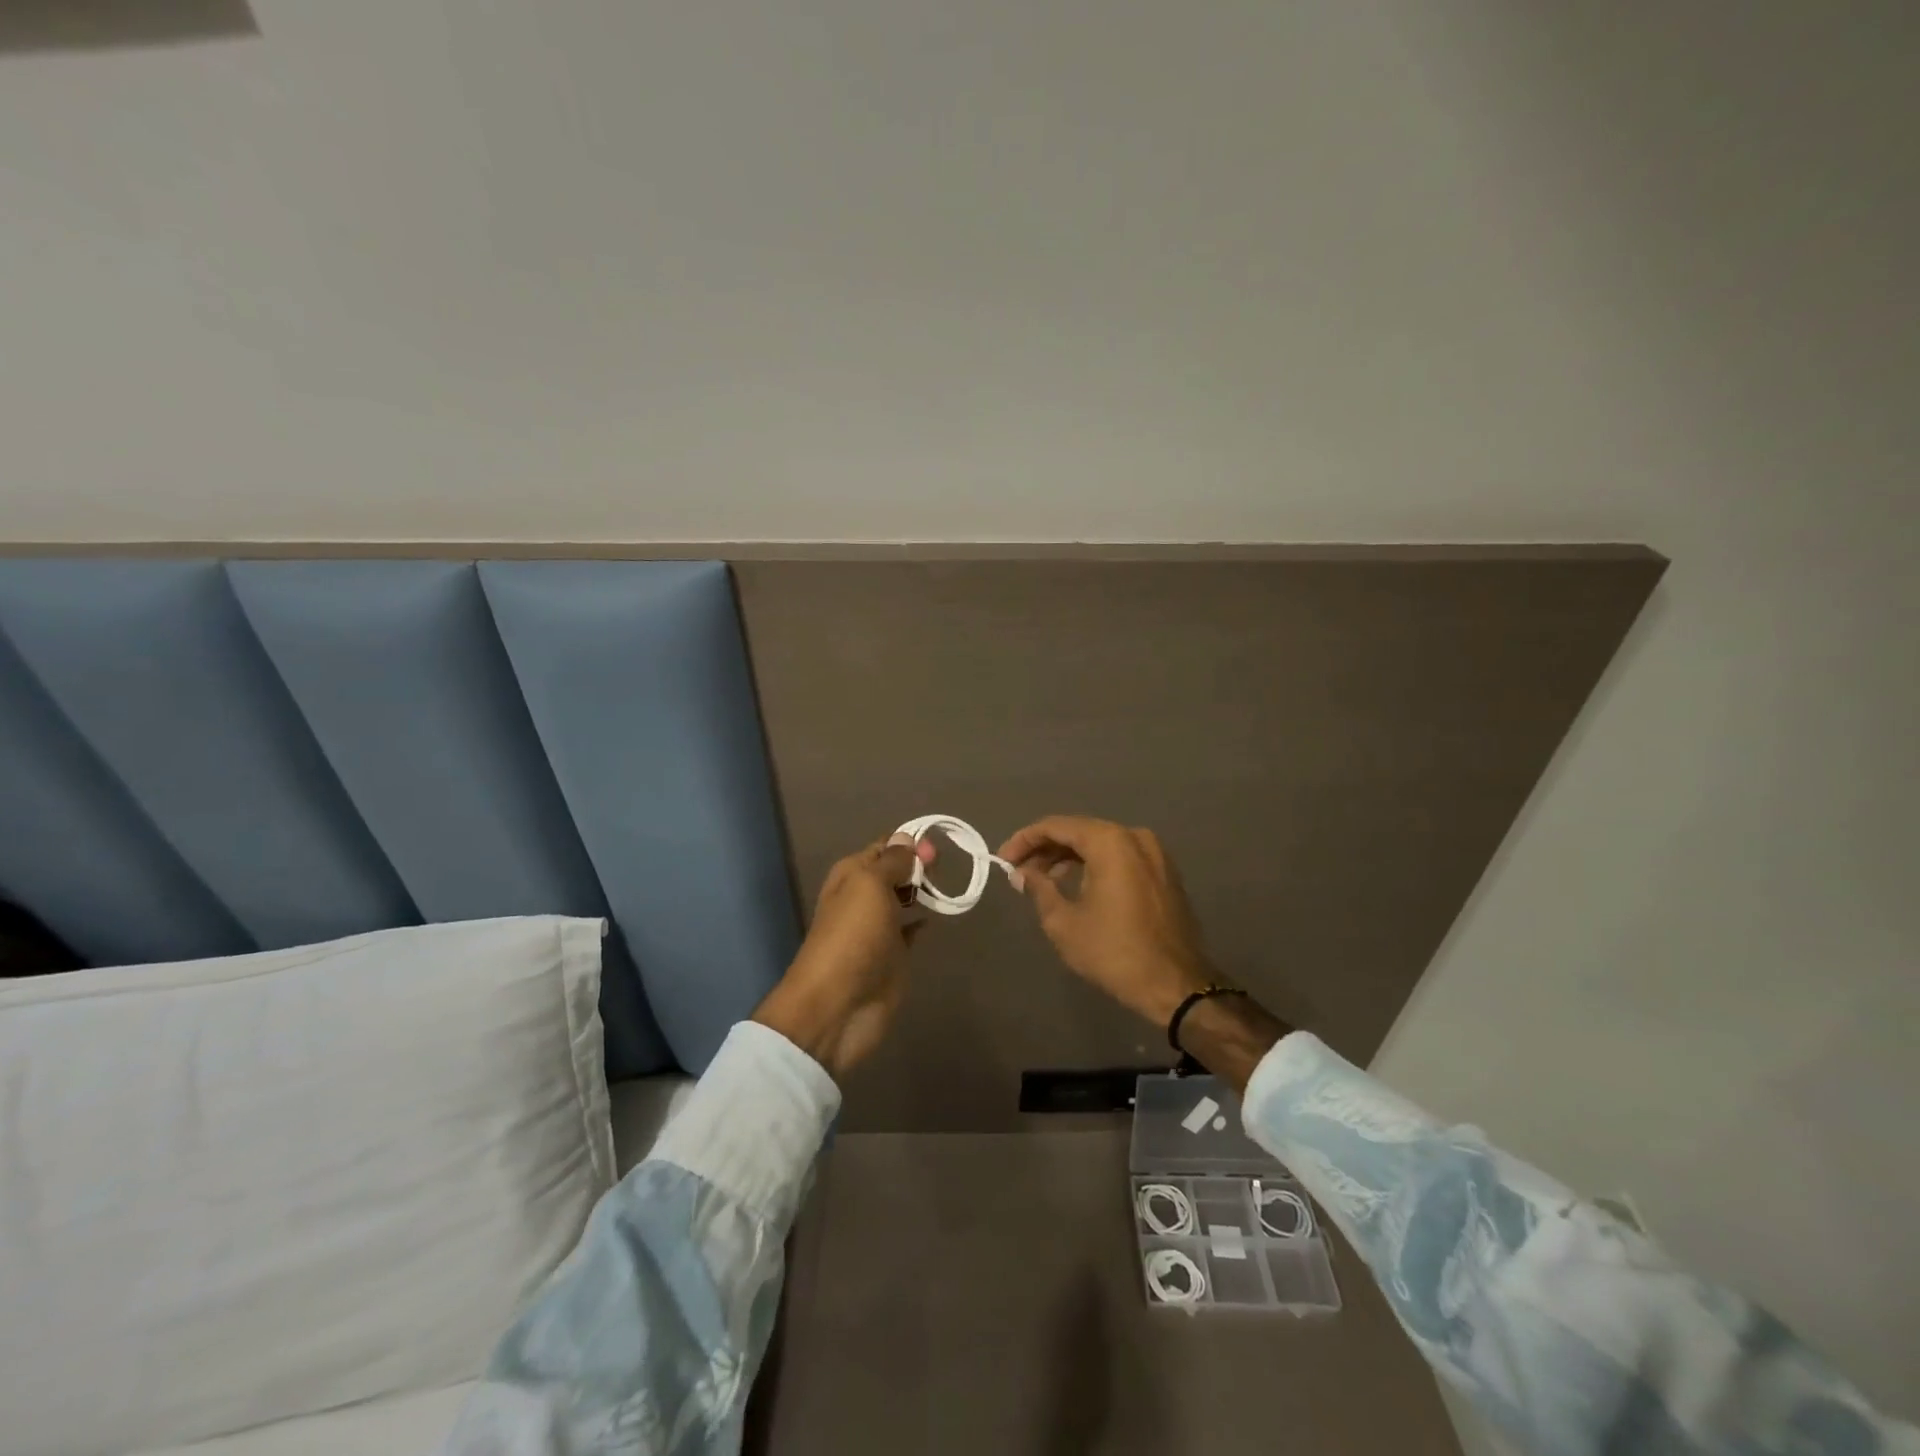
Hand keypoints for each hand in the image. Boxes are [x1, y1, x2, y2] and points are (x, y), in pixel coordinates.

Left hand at [752, 832, 935, 1080]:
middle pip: (897, 870)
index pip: (886, 846)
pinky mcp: (893, 954)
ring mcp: (879, 927)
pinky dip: (924, 921)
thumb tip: (906, 838)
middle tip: (945, 868)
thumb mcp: (870, 886)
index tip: (938, 849)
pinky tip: (939, 915)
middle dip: (920, 865)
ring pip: (905, 898)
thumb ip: (891, 861)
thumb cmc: (853, 937)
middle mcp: (864, 896)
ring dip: (924, 890)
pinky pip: (911, 929)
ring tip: (948, 886)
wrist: (839, 1006)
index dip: (911, 842)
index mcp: (852, 874)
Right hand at [998, 816, 1217, 1025]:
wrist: (1176, 985)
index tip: (1003, 860)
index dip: (1024, 840)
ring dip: (1069, 858)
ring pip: (1101, 844)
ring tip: (1043, 882)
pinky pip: (1120, 857)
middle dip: (1046, 849)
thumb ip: (1039, 888)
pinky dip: (1094, 865)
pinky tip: (1076, 886)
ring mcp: (1155, 853)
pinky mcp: (1164, 872)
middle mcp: (1134, 837)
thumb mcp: (1064, 922)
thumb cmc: (1114, 951)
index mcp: (1110, 841)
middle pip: (1080, 831)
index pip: (1056, 826)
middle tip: (1019, 871)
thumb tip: (1024, 872)